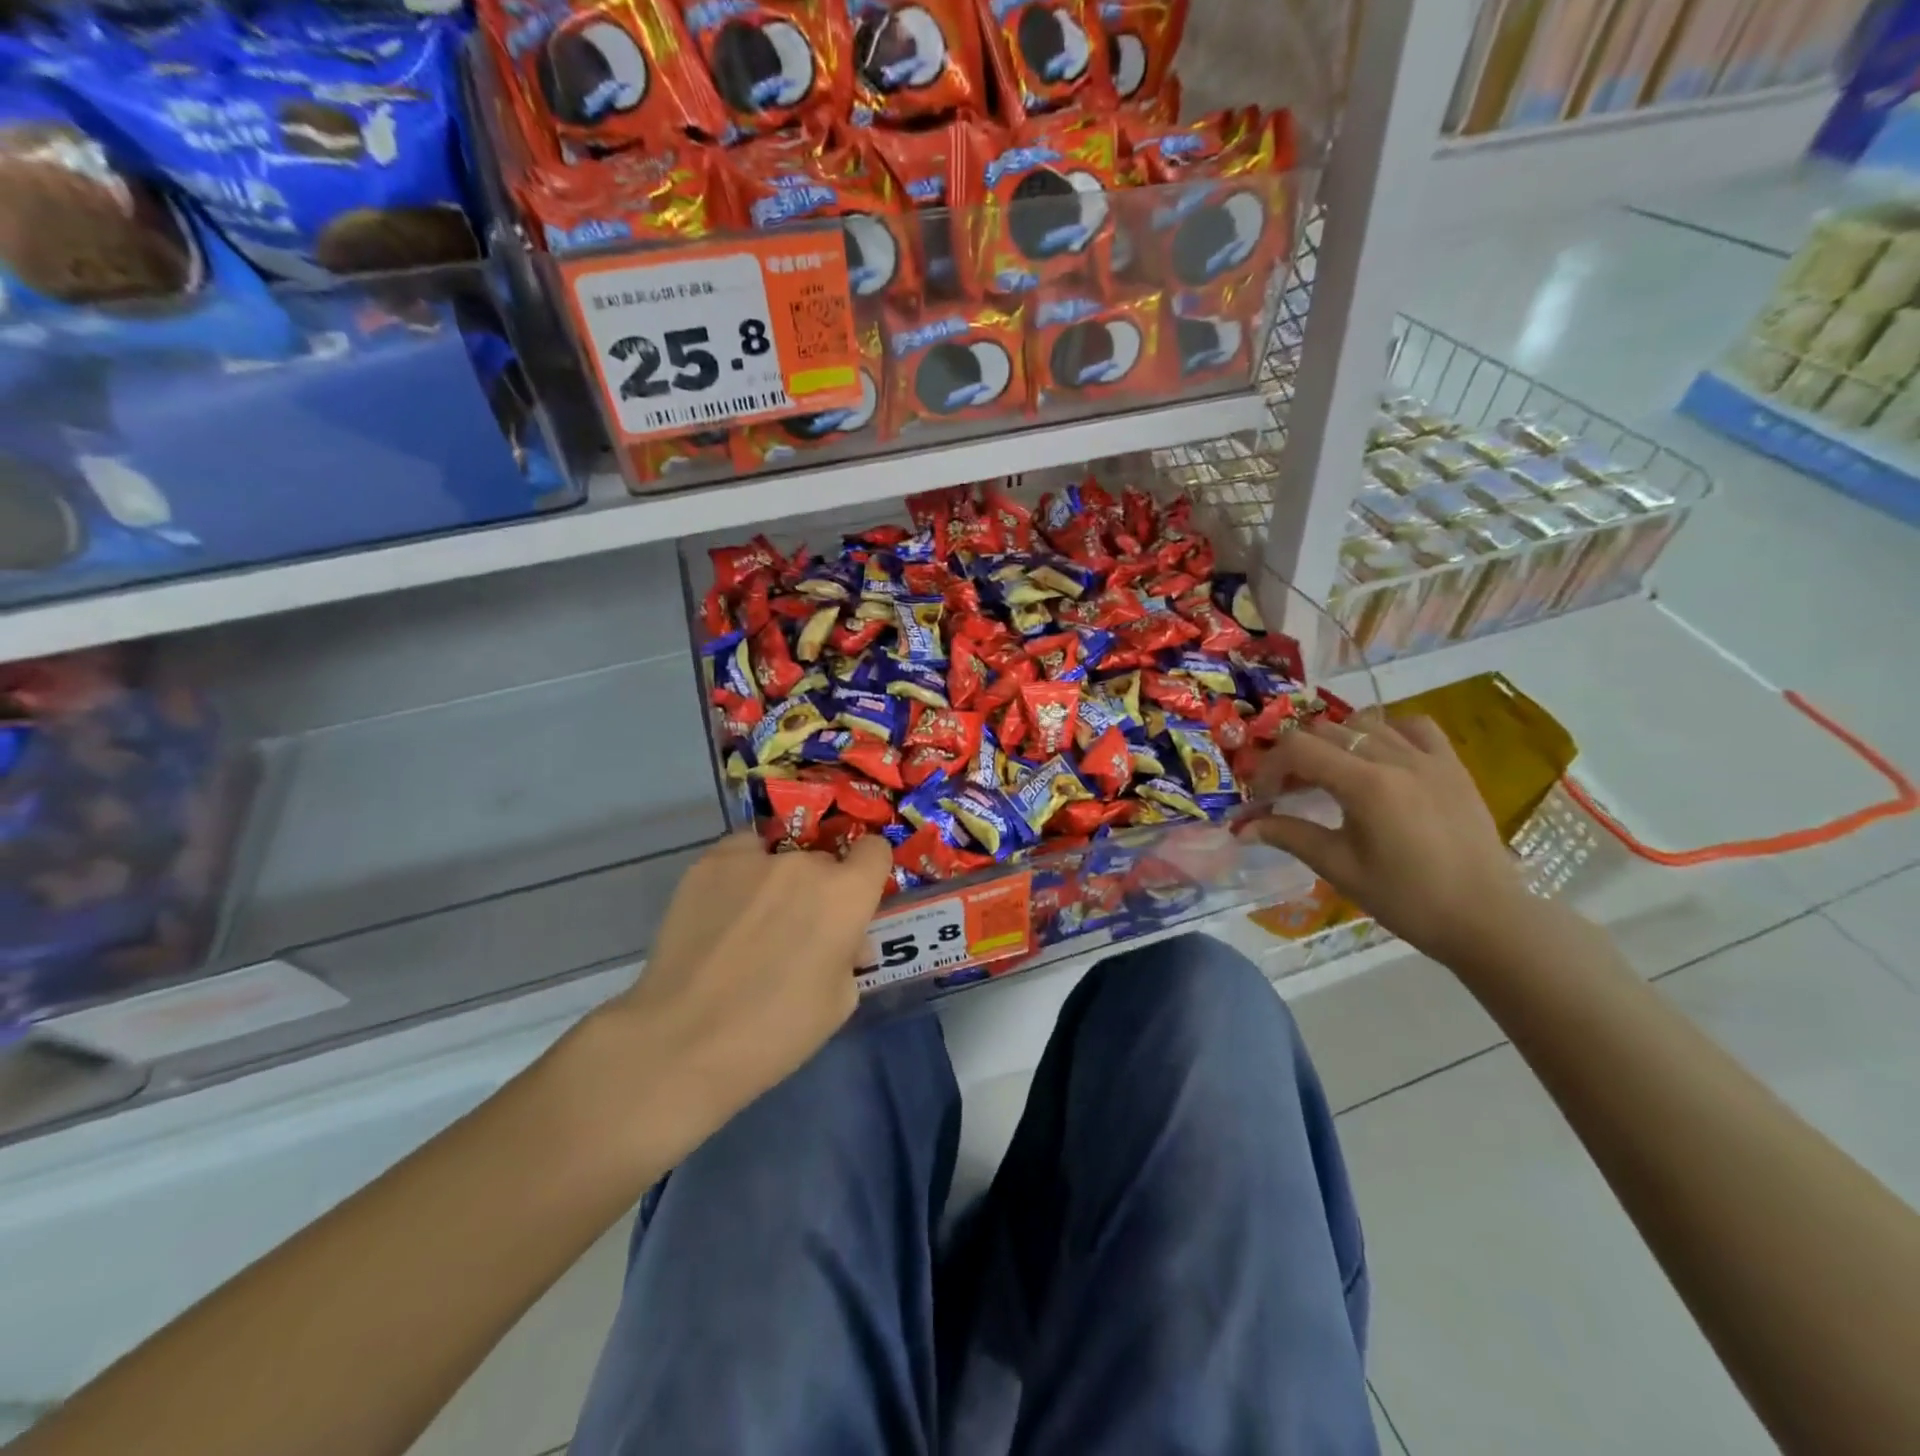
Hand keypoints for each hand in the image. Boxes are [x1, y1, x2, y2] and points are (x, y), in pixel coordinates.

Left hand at [592, 831, 892, 1154]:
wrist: (683, 1040)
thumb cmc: (775, 1030)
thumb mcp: (839, 1002)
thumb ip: (850, 955)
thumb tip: (845, 940)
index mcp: (847, 894)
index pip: (875, 851)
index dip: (867, 873)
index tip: (854, 899)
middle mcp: (805, 864)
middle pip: (823, 860)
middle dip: (818, 888)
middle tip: (796, 930)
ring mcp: (754, 859)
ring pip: (780, 857)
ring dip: (777, 882)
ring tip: (749, 923)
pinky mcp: (709, 864)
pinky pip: (739, 854)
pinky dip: (739, 873)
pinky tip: (723, 909)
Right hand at [1237, 712, 1533, 966]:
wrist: (1486, 918)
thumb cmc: (1407, 899)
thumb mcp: (1339, 868)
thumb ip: (1290, 836)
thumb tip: (1242, 827)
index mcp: (1366, 785)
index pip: (1299, 748)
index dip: (1270, 766)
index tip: (1264, 795)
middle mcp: (1396, 759)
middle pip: (1326, 731)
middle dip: (1297, 756)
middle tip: (1290, 791)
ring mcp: (1429, 758)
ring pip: (1365, 723)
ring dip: (1336, 742)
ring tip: (1331, 774)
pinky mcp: (1453, 765)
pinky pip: (1413, 726)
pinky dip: (1386, 731)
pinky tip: (1379, 756)